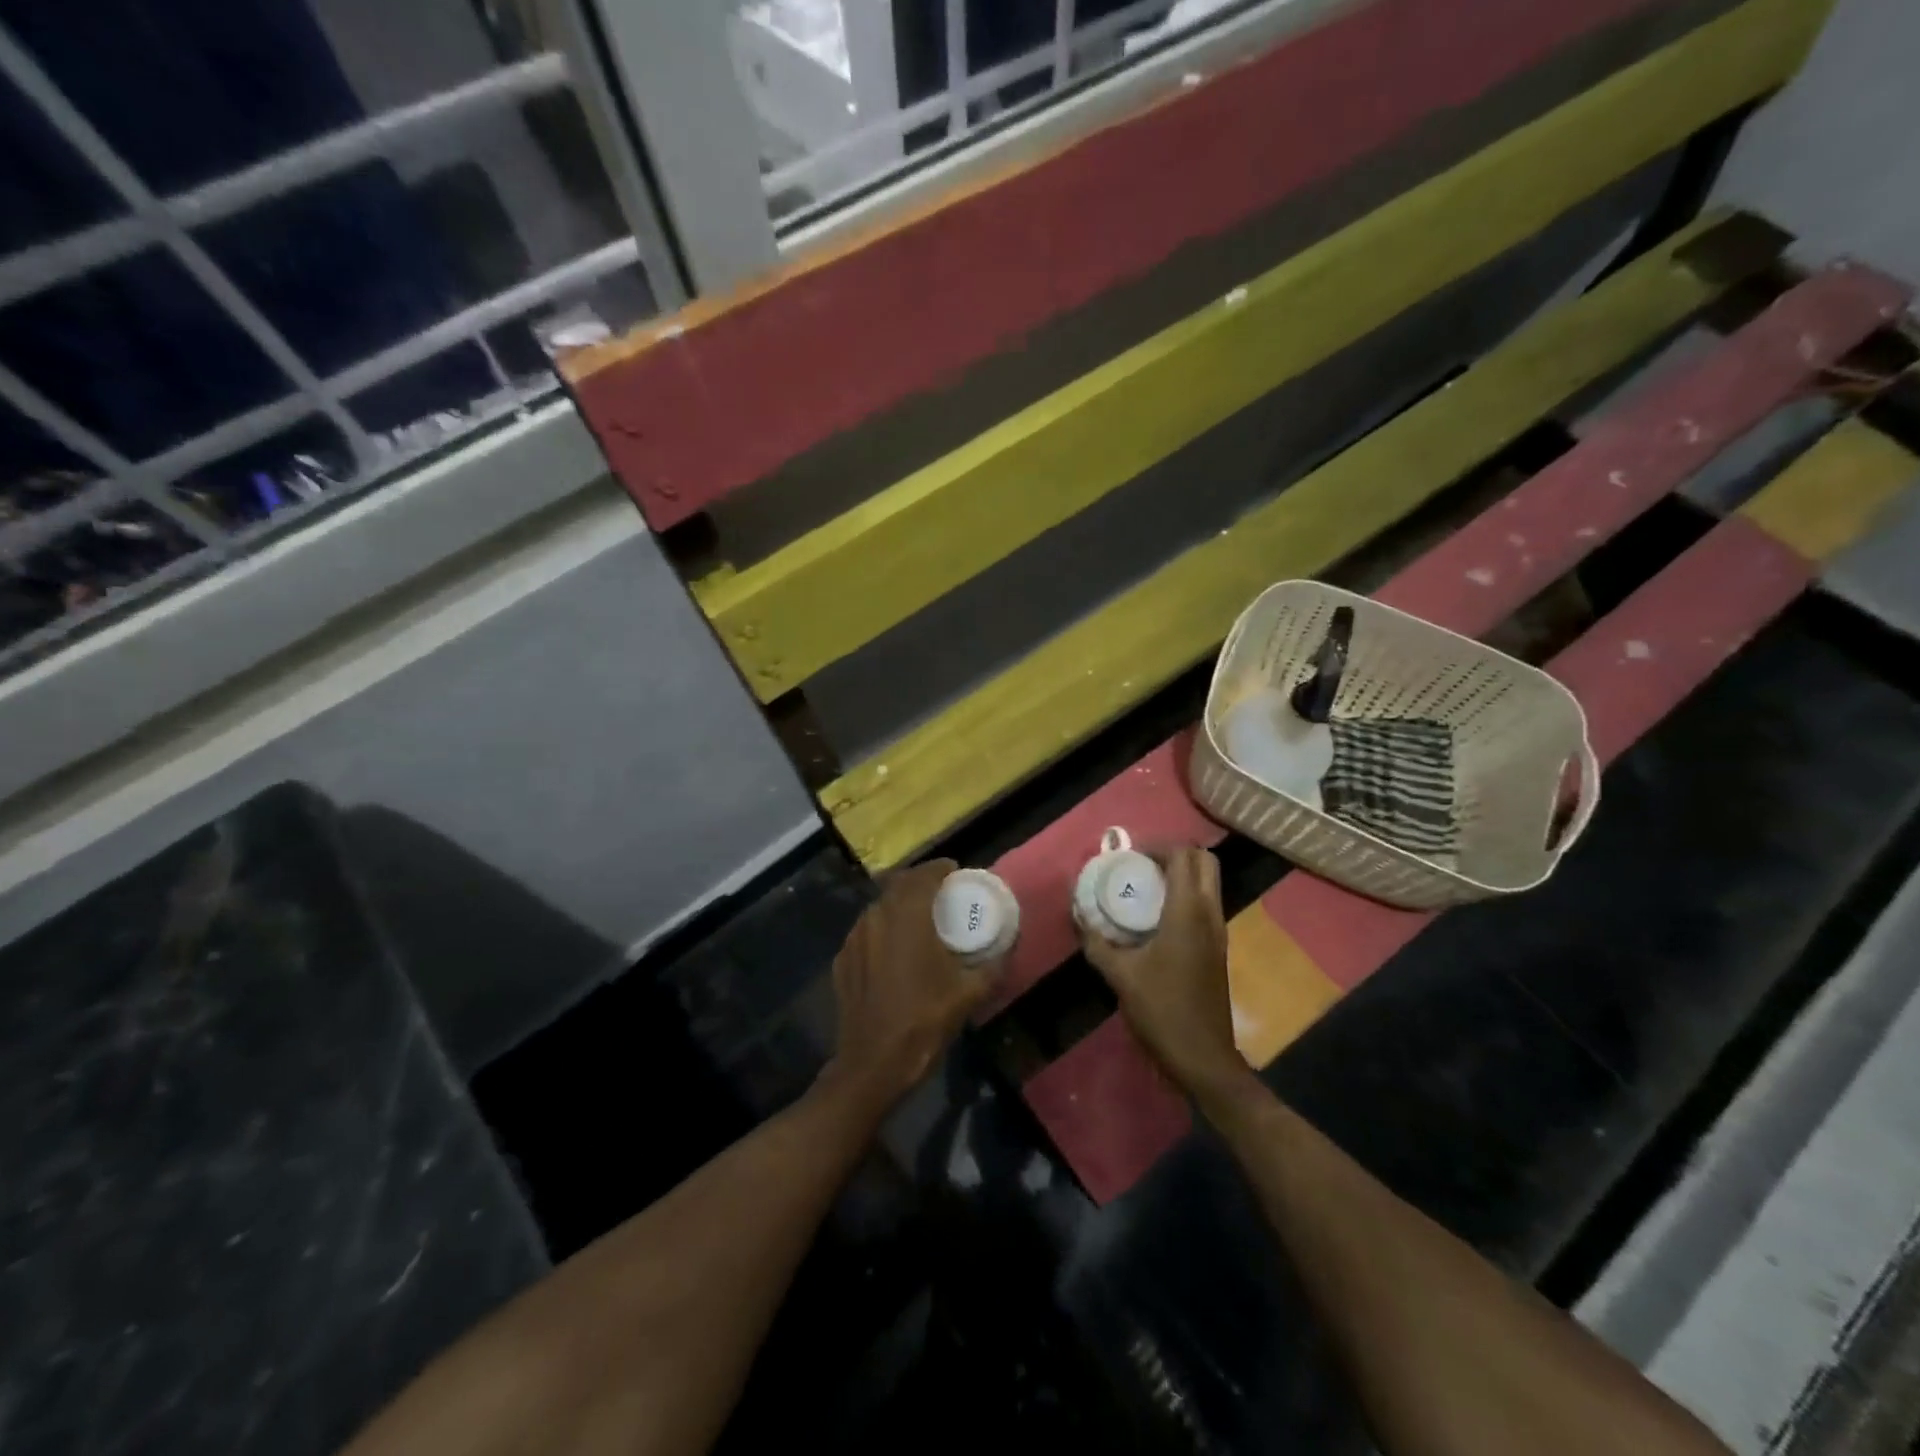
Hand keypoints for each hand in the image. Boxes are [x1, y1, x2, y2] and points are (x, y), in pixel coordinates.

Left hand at [821, 859, 1003, 1112]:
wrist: (873, 1064)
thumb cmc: (924, 1021)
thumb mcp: (968, 994)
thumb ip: (992, 965)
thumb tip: (1009, 946)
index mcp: (906, 916)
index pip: (923, 875)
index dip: (939, 869)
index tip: (955, 872)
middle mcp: (876, 917)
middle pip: (898, 886)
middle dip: (919, 883)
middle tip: (940, 894)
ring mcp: (853, 939)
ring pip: (879, 908)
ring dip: (899, 906)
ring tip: (919, 920)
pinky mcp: (842, 961)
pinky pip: (865, 932)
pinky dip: (882, 930)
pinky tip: (894, 950)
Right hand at [1077, 846, 1248, 1097]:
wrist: (1203, 1057)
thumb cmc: (1162, 1010)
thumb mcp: (1120, 975)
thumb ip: (1097, 942)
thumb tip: (1078, 915)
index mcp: (1188, 912)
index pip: (1183, 856)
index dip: (1158, 847)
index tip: (1131, 856)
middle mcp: (1210, 914)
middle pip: (1205, 862)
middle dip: (1175, 854)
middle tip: (1143, 865)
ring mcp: (1219, 932)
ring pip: (1209, 883)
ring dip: (1182, 875)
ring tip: (1146, 887)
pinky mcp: (1218, 949)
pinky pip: (1206, 905)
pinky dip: (1186, 896)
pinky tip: (1157, 918)